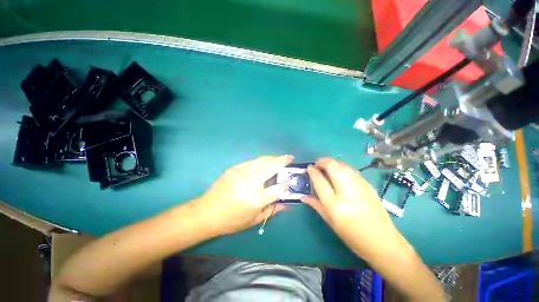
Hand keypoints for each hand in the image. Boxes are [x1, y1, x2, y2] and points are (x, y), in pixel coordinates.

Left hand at [191, 155, 292, 235]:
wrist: (207, 212)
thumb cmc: (231, 220)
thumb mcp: (254, 220)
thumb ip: (272, 210)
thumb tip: (286, 204)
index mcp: (256, 198)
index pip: (278, 188)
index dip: (286, 184)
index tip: (289, 182)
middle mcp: (250, 182)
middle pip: (271, 166)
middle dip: (283, 160)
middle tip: (290, 157)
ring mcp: (241, 172)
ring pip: (261, 160)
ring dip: (272, 158)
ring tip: (278, 158)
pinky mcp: (234, 168)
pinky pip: (251, 161)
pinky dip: (260, 161)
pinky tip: (262, 164)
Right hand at [302, 158, 404, 259]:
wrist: (382, 242)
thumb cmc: (352, 236)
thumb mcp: (330, 222)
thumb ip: (316, 205)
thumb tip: (303, 197)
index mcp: (334, 205)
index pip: (320, 181)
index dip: (312, 171)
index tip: (309, 168)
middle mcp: (346, 192)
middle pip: (333, 167)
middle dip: (322, 161)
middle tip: (317, 164)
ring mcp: (359, 187)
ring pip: (343, 166)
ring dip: (333, 162)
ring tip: (327, 166)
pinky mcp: (368, 186)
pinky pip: (352, 171)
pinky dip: (343, 167)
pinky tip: (340, 172)